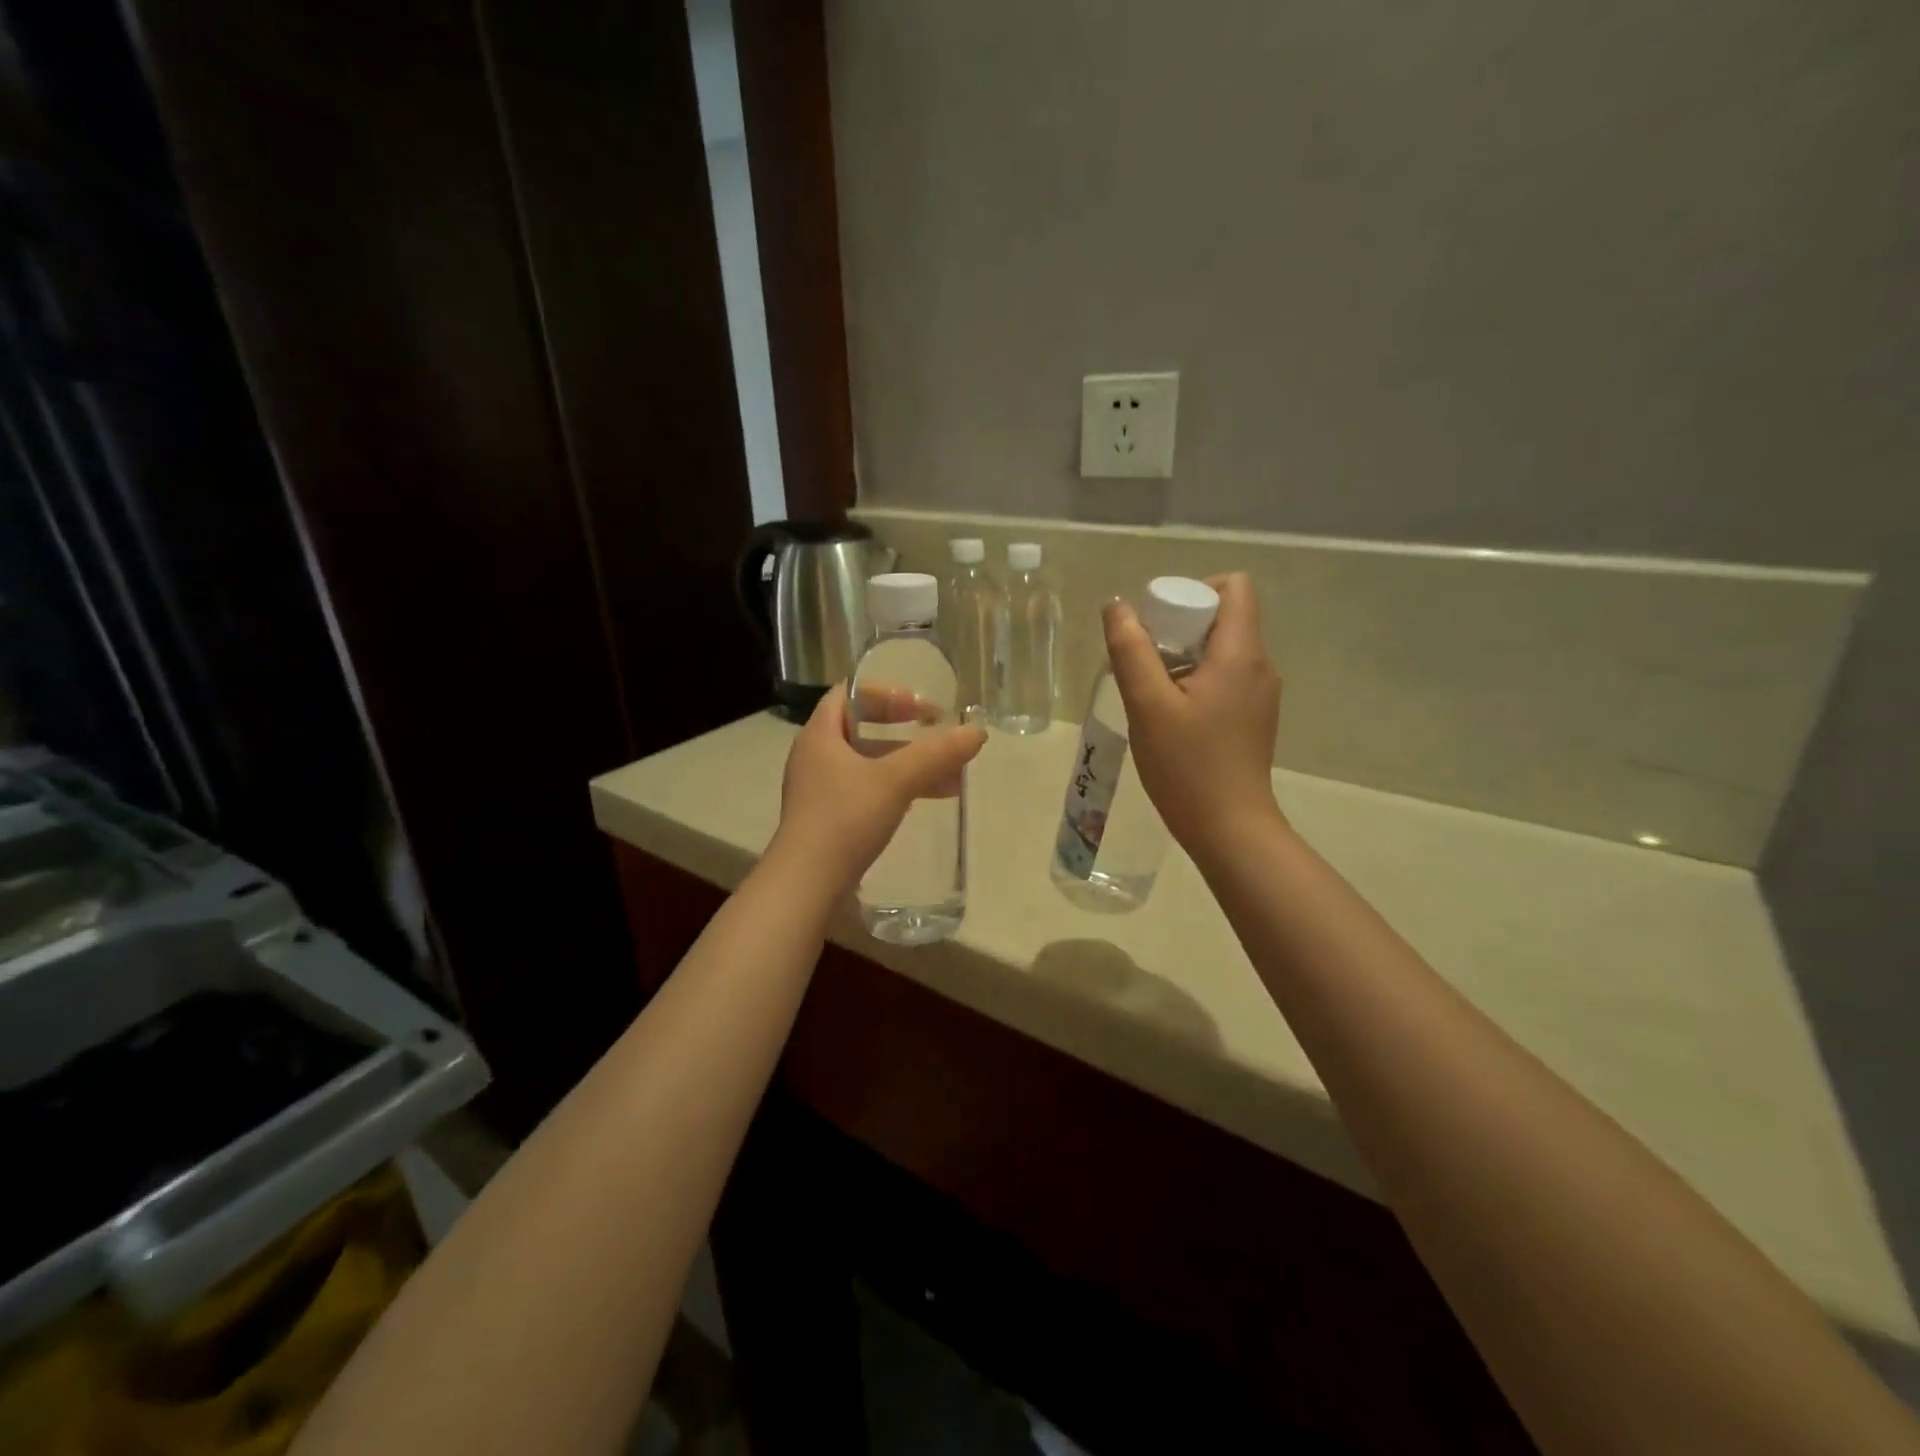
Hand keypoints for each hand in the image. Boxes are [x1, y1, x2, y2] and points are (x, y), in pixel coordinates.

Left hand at [768, 683, 986, 896]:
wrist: (807, 883)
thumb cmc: (845, 818)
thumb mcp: (895, 781)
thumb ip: (936, 754)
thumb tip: (978, 731)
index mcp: (820, 734)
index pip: (850, 693)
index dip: (887, 694)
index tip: (921, 708)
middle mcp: (815, 756)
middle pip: (862, 729)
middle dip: (905, 732)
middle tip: (937, 736)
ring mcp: (819, 790)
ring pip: (869, 763)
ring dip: (907, 764)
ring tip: (949, 776)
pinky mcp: (828, 818)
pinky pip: (866, 791)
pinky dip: (896, 789)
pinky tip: (925, 801)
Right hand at [1102, 572, 1283, 860]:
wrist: (1229, 829)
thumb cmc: (1186, 765)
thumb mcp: (1147, 705)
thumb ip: (1131, 650)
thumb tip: (1118, 606)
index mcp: (1241, 653)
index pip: (1234, 586)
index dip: (1194, 590)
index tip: (1159, 622)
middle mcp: (1260, 666)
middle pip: (1224, 617)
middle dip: (1180, 626)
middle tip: (1144, 661)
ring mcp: (1260, 694)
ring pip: (1221, 650)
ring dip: (1184, 657)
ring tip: (1151, 693)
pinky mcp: (1253, 718)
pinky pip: (1225, 678)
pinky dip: (1196, 681)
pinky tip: (1170, 716)